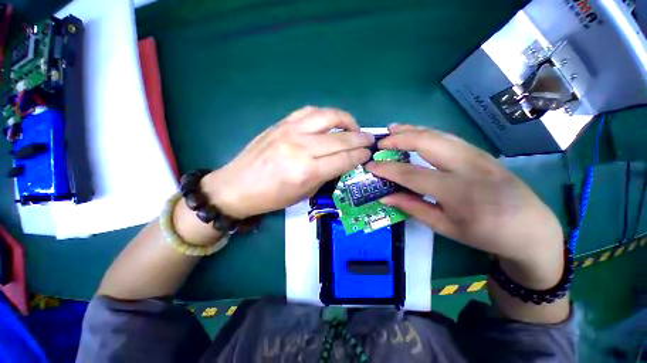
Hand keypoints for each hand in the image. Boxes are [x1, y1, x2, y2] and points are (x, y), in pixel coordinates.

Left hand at [201, 106, 373, 218]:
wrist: (237, 186)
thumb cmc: (272, 197)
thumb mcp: (304, 193)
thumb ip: (326, 175)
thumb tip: (343, 161)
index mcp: (307, 171)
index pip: (344, 158)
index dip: (359, 155)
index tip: (368, 153)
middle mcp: (301, 147)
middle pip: (340, 137)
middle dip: (360, 138)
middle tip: (369, 139)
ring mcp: (290, 131)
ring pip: (327, 116)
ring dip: (346, 120)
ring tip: (354, 127)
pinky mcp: (281, 123)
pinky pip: (310, 112)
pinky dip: (325, 115)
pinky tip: (330, 122)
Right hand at [367, 125, 563, 281]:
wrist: (531, 228)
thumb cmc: (485, 234)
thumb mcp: (444, 227)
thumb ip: (412, 207)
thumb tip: (385, 196)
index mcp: (457, 191)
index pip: (411, 174)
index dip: (387, 169)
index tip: (370, 165)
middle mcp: (467, 166)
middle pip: (426, 142)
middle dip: (398, 139)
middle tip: (379, 143)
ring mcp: (477, 154)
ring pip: (437, 133)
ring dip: (411, 129)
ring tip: (392, 129)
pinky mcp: (480, 151)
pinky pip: (447, 136)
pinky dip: (426, 132)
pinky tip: (415, 132)